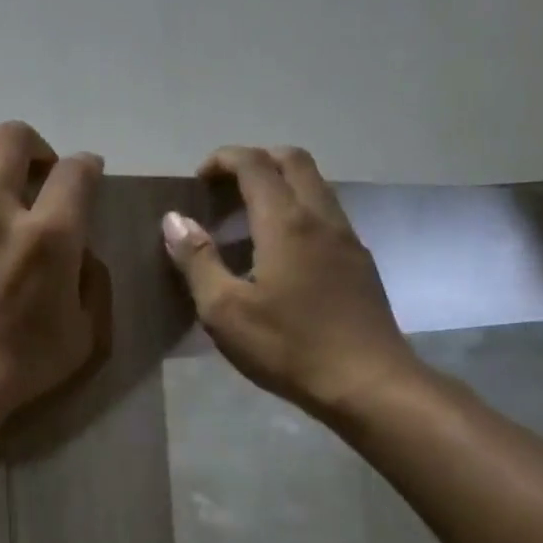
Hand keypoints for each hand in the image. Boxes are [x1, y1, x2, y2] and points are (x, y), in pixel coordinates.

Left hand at [0, 122, 109, 433]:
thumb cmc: (23, 367)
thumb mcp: (85, 333)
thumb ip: (91, 281)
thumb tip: (80, 252)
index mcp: (49, 236)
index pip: (74, 170)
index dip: (88, 165)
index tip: (88, 174)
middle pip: (12, 138)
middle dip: (36, 147)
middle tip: (39, 174)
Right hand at [161, 146, 421, 425]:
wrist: (368, 383)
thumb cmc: (288, 347)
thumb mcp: (224, 310)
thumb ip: (197, 260)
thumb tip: (174, 219)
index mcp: (286, 223)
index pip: (255, 164)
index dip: (223, 159)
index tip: (198, 178)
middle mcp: (321, 217)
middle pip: (293, 161)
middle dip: (256, 160)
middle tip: (224, 188)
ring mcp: (347, 238)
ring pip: (315, 186)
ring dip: (280, 184)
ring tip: (246, 219)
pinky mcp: (360, 262)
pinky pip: (326, 214)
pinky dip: (297, 210)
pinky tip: (279, 252)